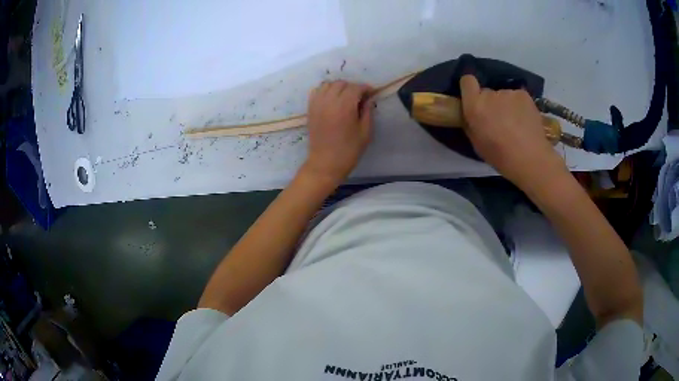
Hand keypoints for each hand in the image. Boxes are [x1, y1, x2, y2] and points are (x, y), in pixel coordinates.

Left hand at [302, 80, 374, 184]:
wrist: (325, 163)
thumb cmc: (349, 150)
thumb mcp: (365, 132)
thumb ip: (368, 112)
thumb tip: (369, 99)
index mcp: (344, 107)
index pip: (356, 88)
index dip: (365, 88)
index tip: (372, 94)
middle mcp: (329, 101)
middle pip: (342, 83)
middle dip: (353, 87)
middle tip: (360, 98)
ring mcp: (317, 104)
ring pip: (328, 84)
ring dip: (339, 87)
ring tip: (345, 97)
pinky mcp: (310, 109)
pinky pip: (317, 91)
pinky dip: (325, 91)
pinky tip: (332, 99)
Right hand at [459, 75, 568, 192]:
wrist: (530, 159)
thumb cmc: (500, 156)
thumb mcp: (477, 143)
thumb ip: (472, 123)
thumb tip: (472, 116)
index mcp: (475, 106)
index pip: (467, 81)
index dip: (469, 88)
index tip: (474, 98)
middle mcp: (490, 95)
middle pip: (487, 92)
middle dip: (490, 103)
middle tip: (499, 120)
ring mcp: (508, 93)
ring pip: (503, 96)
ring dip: (506, 105)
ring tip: (515, 124)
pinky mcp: (523, 94)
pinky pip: (516, 97)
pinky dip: (519, 106)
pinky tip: (524, 121)